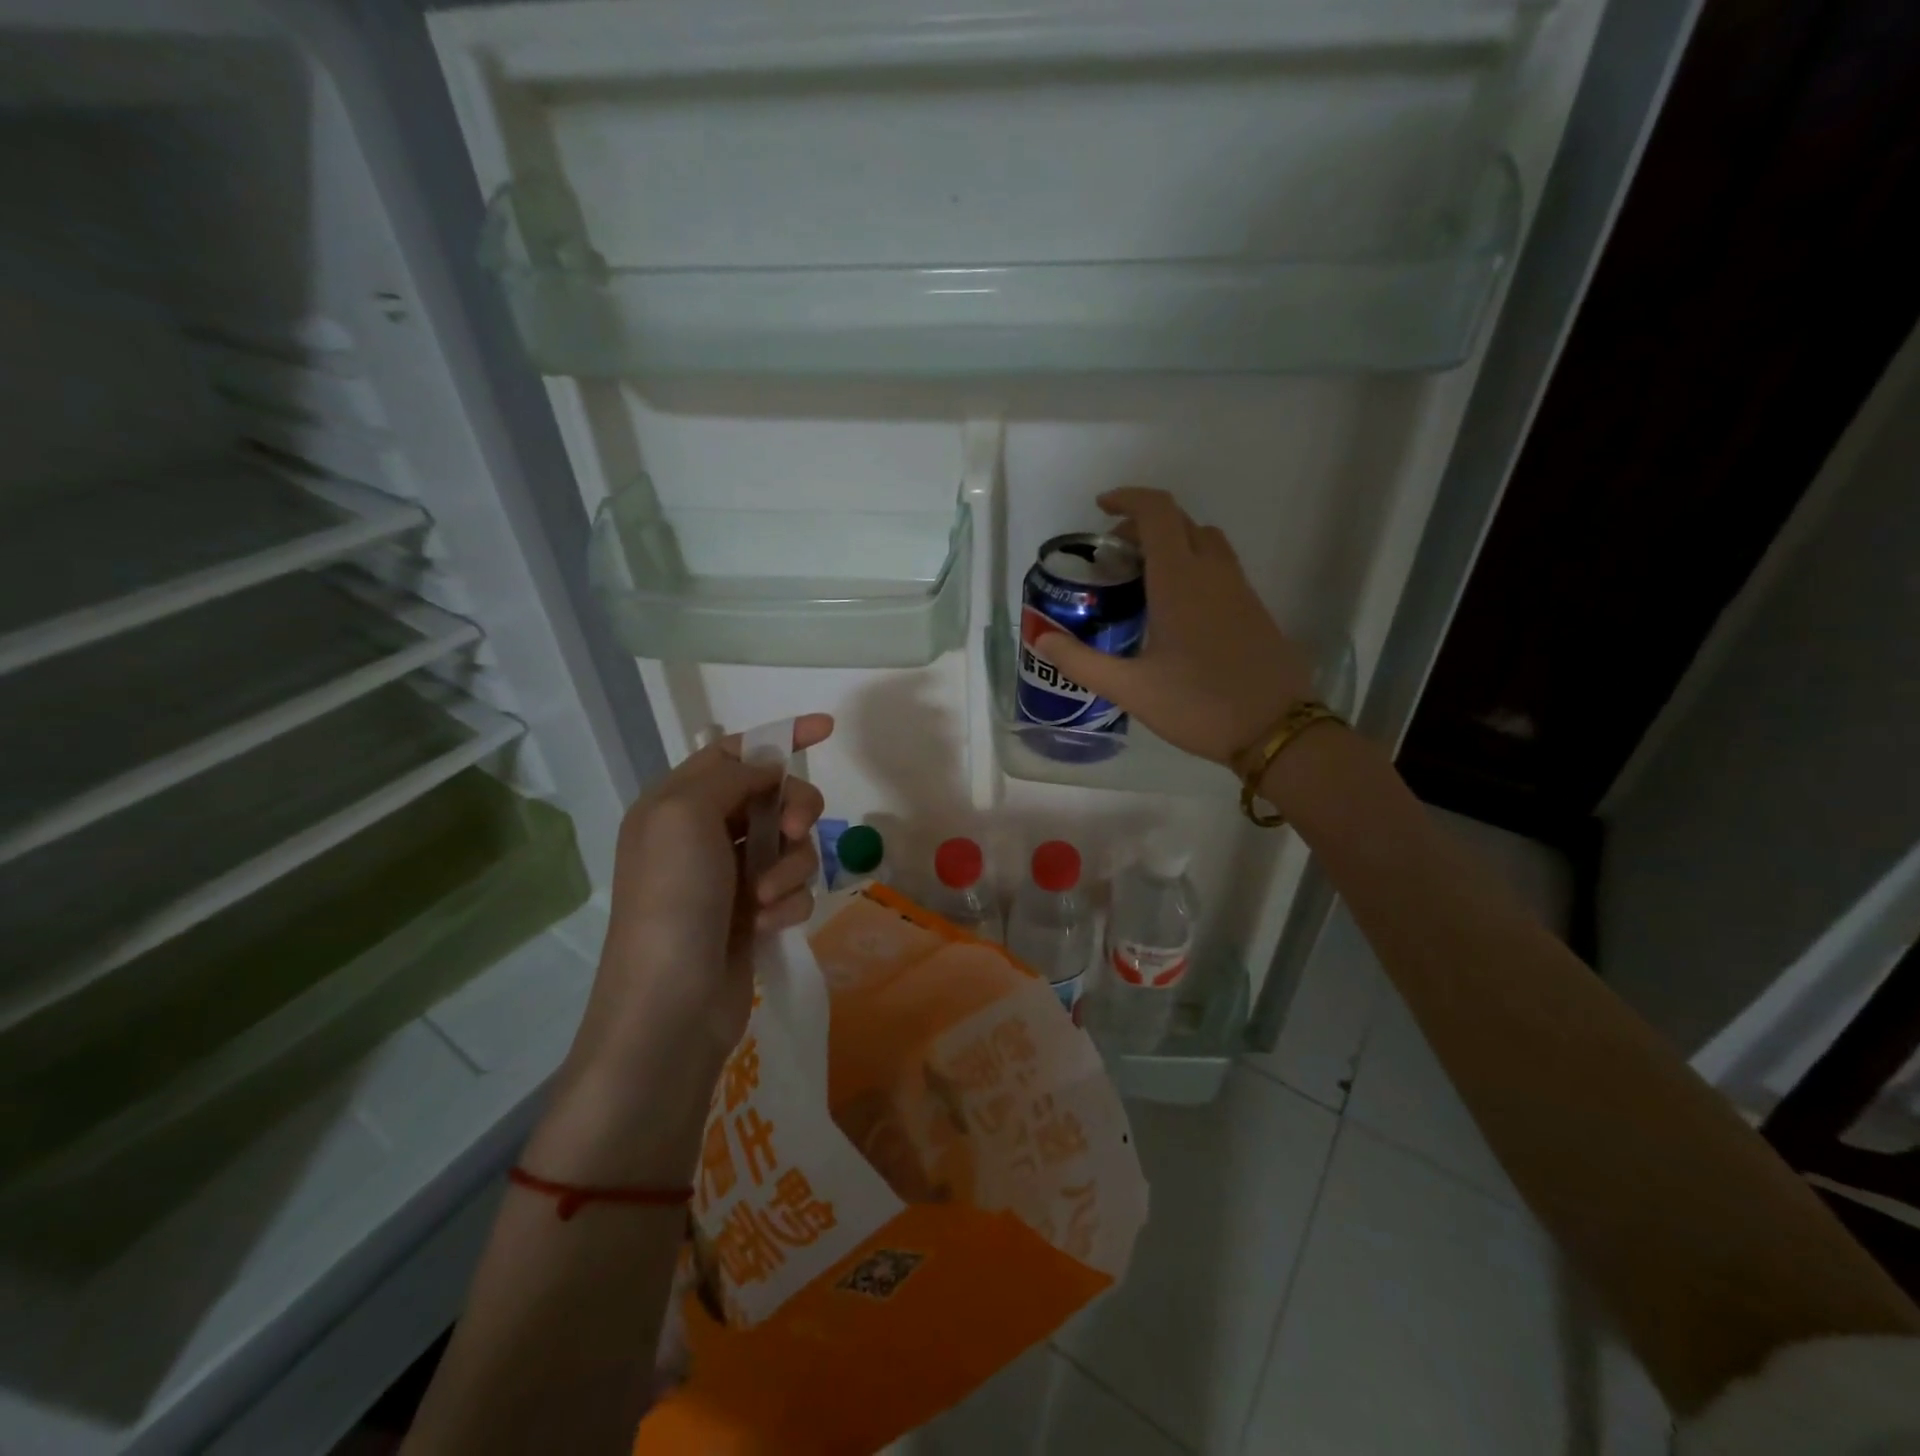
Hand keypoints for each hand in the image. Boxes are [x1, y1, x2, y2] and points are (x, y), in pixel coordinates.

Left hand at [575, 715, 833, 1082]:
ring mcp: (730, 877)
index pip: (735, 751)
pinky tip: (768, 925)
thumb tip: (769, 769)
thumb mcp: (685, 815)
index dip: (780, 736)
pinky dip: (788, 902)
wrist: (670, 1005)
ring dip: (789, 866)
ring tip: (766, 899)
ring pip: (790, 845)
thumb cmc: (672, 900)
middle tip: (793, 830)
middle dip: (794, 809)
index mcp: (676, 803)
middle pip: (773, 797)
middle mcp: (703, 834)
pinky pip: (793, 888)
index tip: (826, 730)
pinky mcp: (753, 915)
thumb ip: (731, 775)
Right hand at [1033, 488, 1315, 765]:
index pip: (1157, 512)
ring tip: (1143, 577)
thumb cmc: (1198, 705)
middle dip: (1143, 524)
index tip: (1101, 508)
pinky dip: (1193, 565)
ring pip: (1205, 541)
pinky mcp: (1254, 609)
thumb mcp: (1130, 689)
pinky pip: (1220, 567)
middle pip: (1180, 521)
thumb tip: (1040, 638)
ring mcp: (1240, 589)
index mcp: (1180, 580)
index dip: (1128, 498)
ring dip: (1173, 542)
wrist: (1277, 730)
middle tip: (1113, 554)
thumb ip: (1081, 661)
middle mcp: (1213, 573)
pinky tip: (1176, 609)